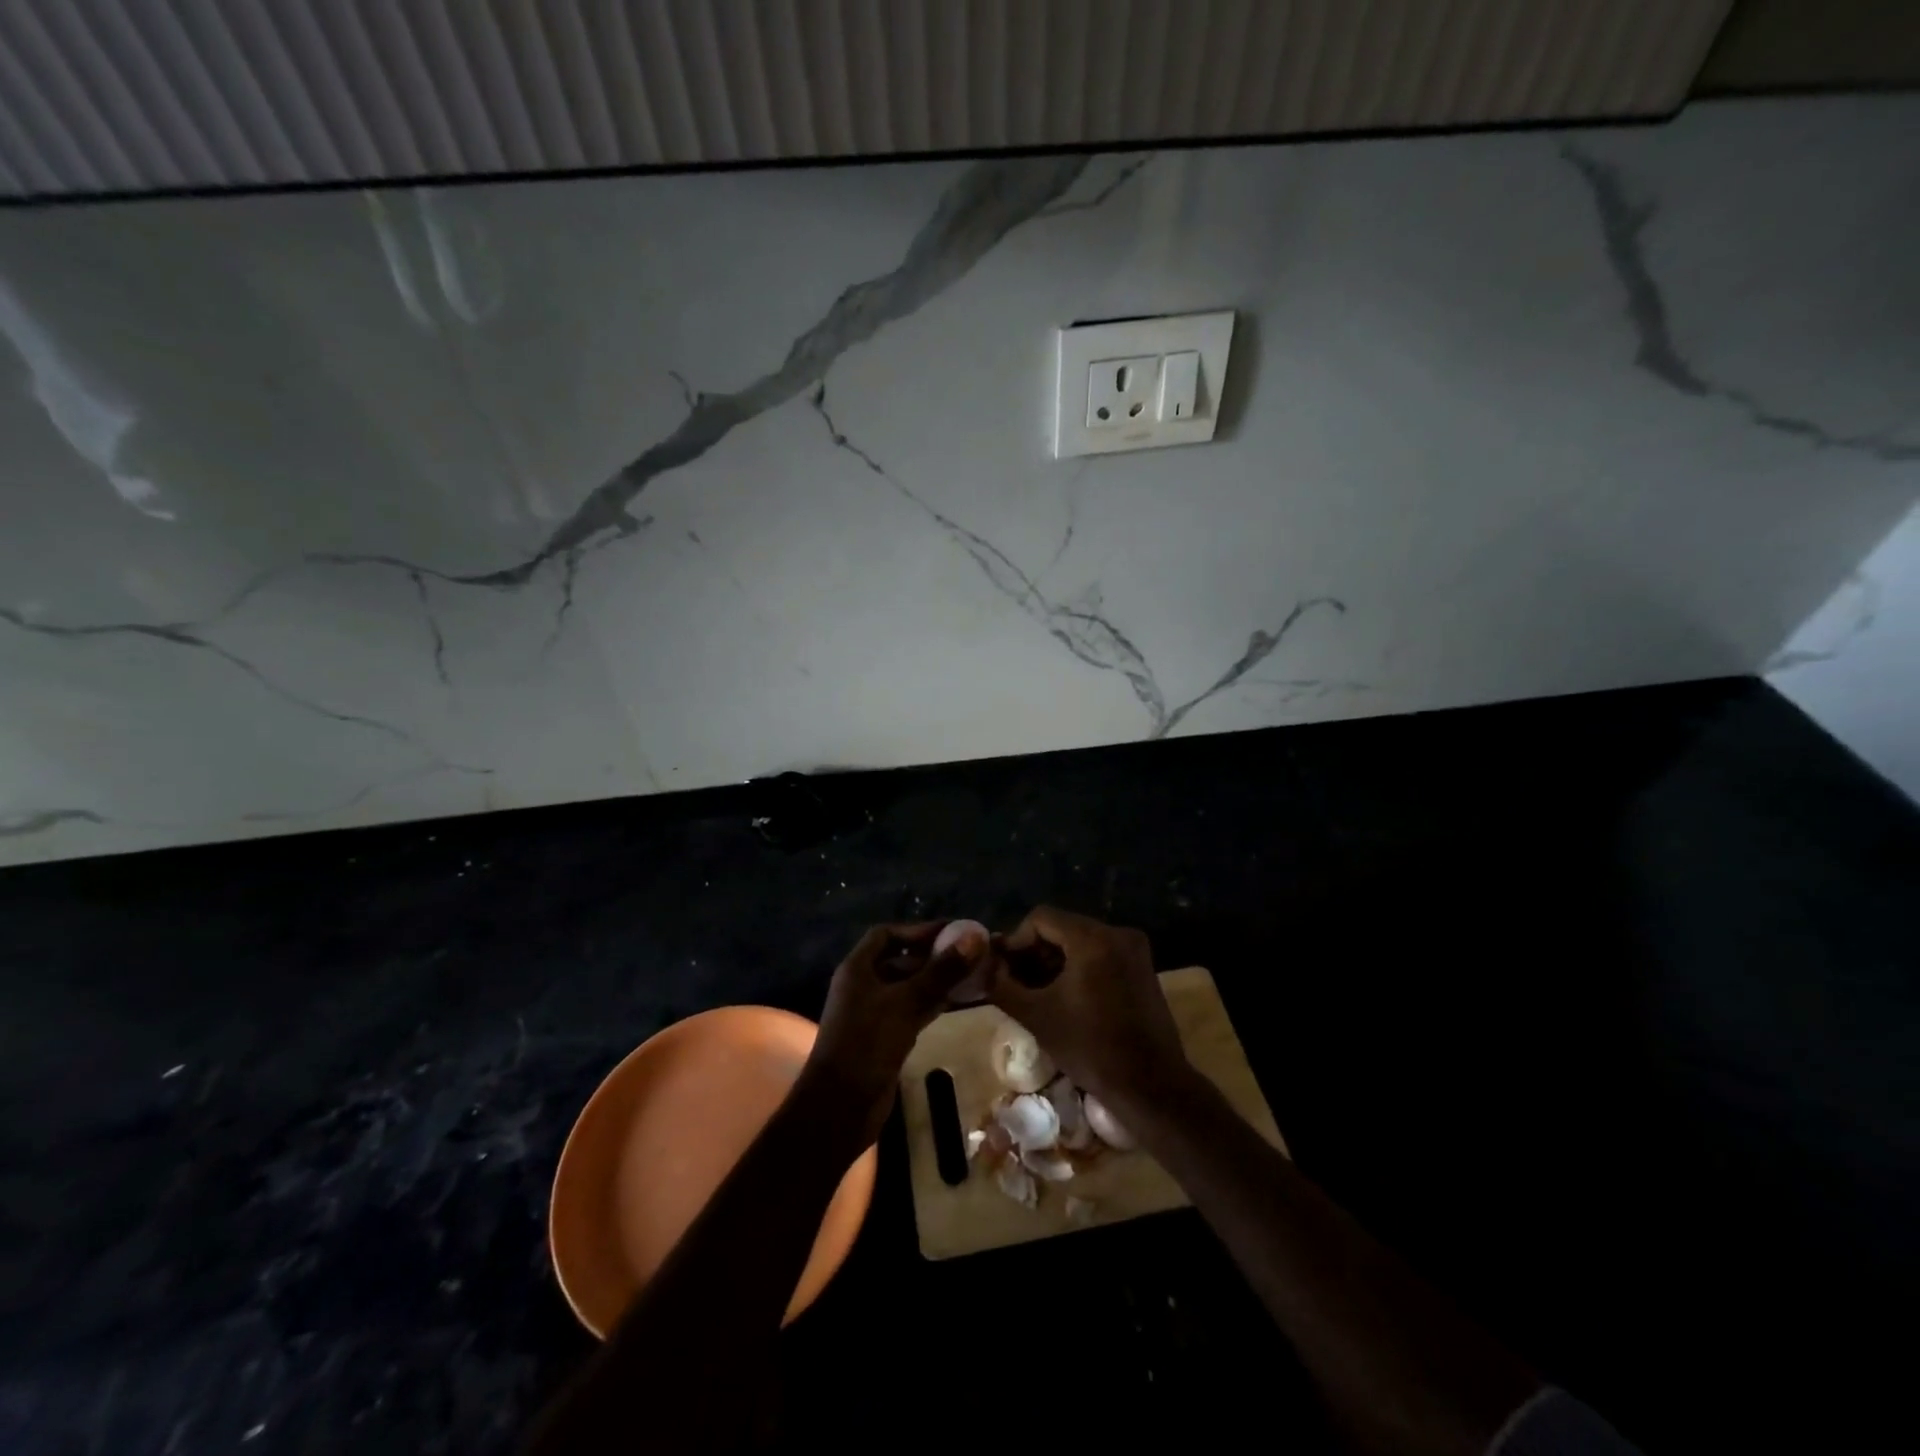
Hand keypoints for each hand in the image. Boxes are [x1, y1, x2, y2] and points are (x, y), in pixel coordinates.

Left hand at [804, 921, 984, 1144]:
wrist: (840, 1108)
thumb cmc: (867, 1045)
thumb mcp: (906, 1003)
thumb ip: (942, 971)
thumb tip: (976, 937)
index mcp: (858, 969)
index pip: (886, 934)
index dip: (917, 930)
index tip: (951, 932)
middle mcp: (864, 986)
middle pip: (901, 960)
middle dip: (934, 956)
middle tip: (971, 955)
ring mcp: (874, 1013)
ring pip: (910, 987)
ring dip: (937, 981)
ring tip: (972, 975)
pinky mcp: (885, 1038)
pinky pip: (912, 1010)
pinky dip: (933, 1003)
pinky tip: (958, 1002)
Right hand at [988, 906, 1189, 1107]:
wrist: (1151, 1086)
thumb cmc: (1091, 1048)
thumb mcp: (1037, 1017)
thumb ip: (1003, 987)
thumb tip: (984, 969)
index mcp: (1092, 938)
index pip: (1041, 918)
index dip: (1016, 940)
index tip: (1003, 969)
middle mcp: (1117, 933)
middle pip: (1062, 927)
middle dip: (1035, 951)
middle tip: (1015, 981)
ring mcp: (1134, 950)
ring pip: (1081, 941)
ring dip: (1055, 960)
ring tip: (1037, 991)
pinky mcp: (1143, 968)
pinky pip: (1101, 954)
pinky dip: (1079, 967)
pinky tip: (1065, 995)